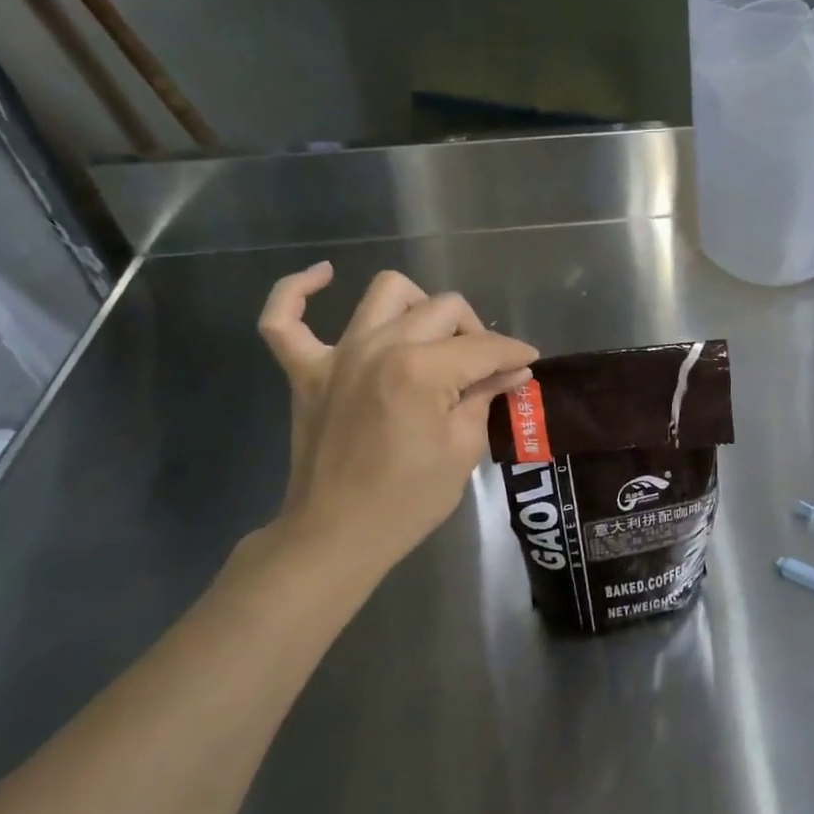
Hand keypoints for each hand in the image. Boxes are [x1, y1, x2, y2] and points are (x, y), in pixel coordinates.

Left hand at [255, 264, 536, 579]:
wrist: (338, 535)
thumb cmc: (409, 499)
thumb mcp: (463, 449)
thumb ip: (485, 397)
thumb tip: (512, 371)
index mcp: (422, 370)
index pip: (482, 346)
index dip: (514, 353)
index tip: (529, 362)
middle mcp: (380, 348)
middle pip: (443, 309)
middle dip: (476, 332)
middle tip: (485, 365)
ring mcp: (337, 356)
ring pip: (385, 293)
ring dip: (418, 305)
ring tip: (431, 334)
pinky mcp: (305, 371)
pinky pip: (284, 318)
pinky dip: (298, 291)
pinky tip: (323, 278)